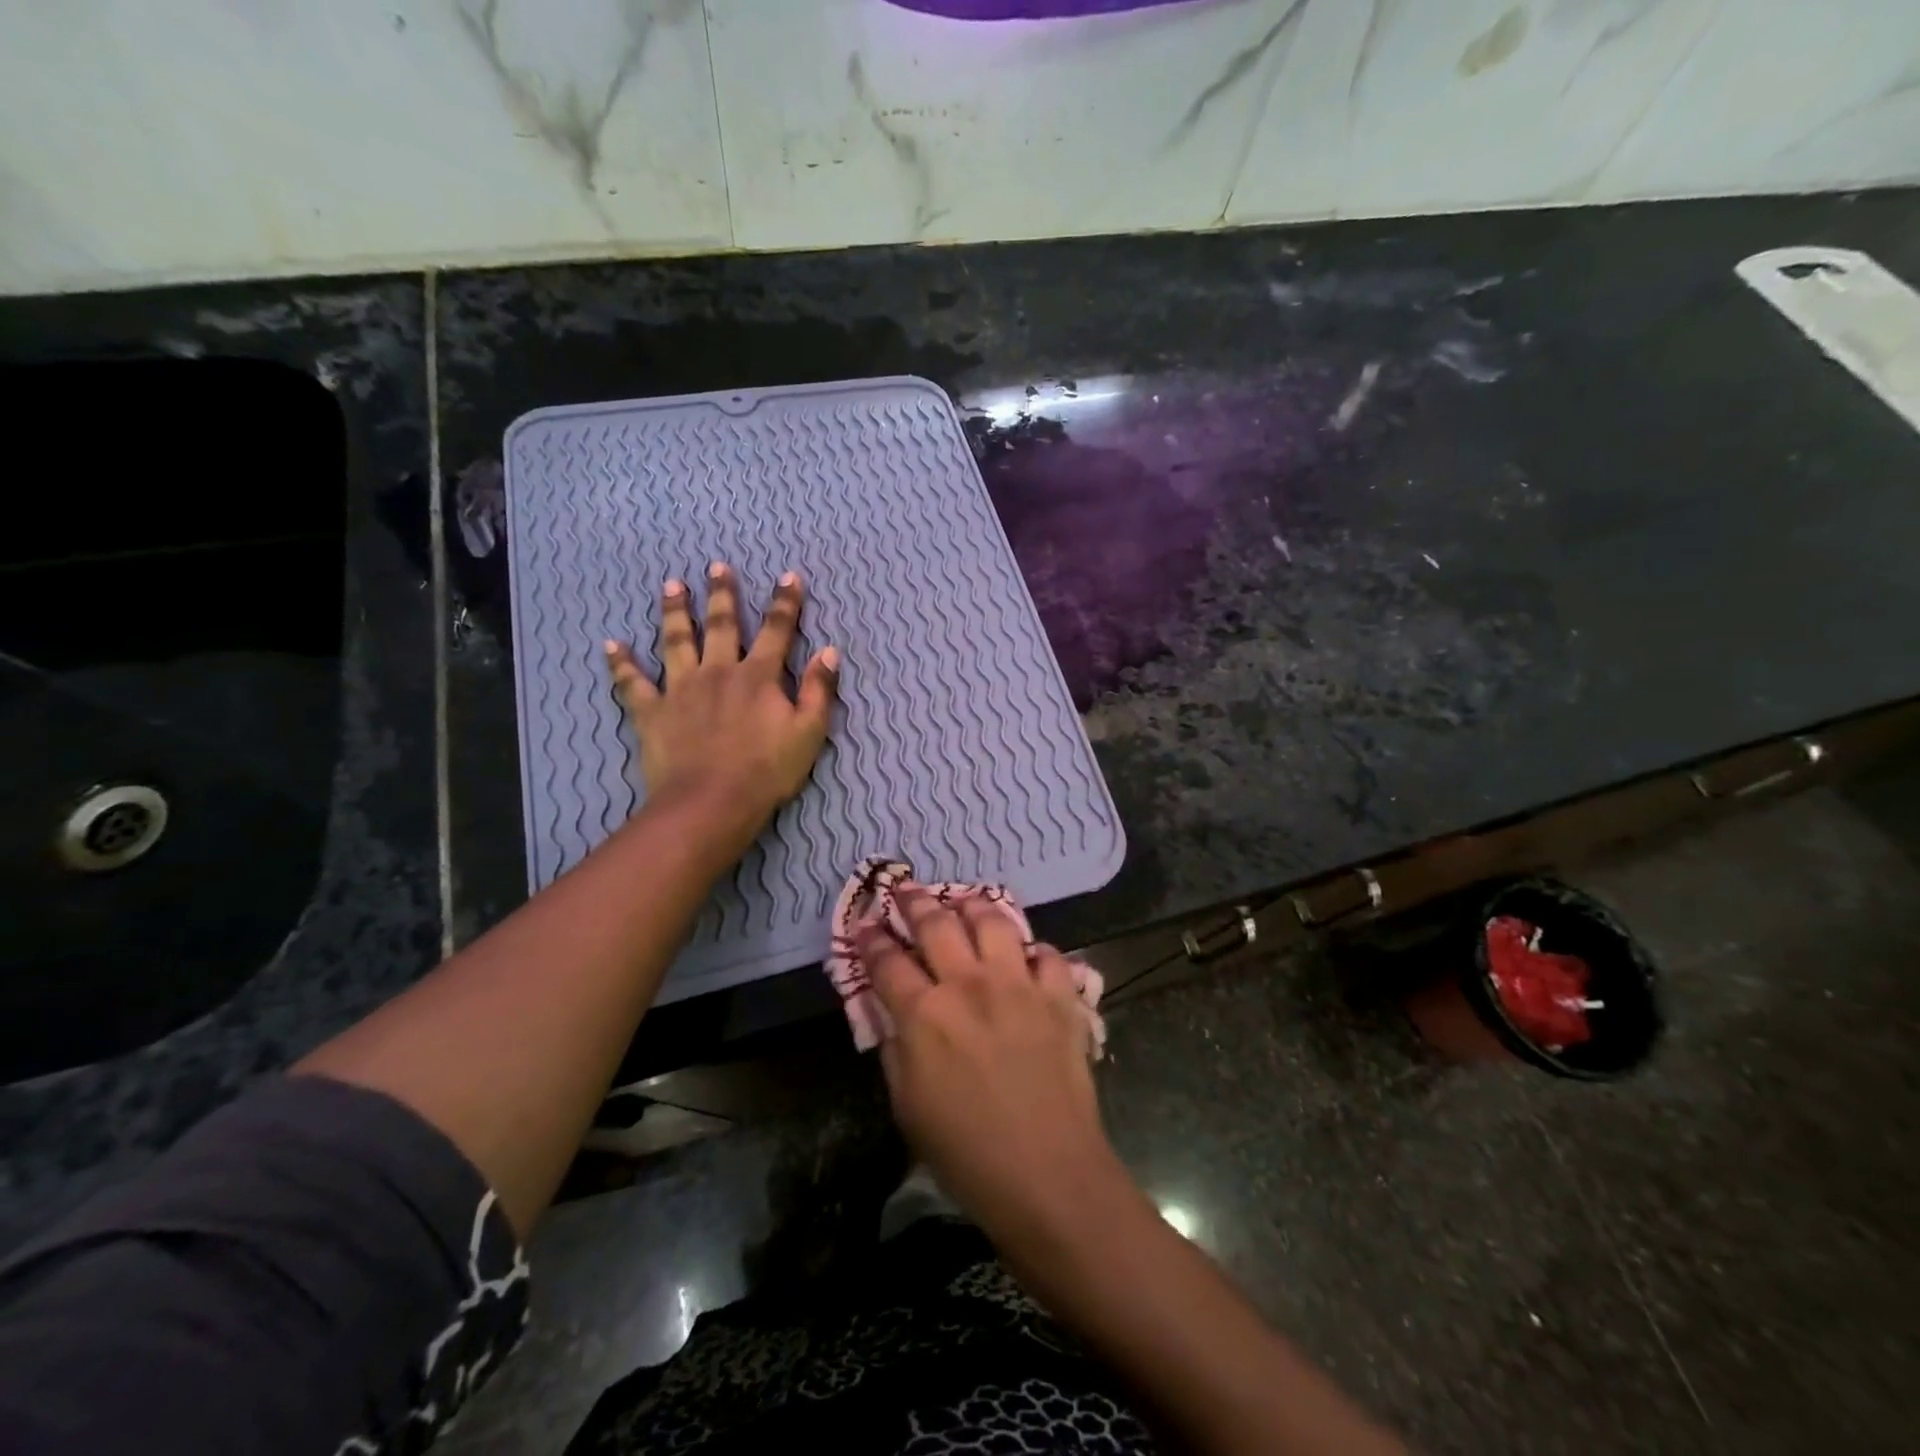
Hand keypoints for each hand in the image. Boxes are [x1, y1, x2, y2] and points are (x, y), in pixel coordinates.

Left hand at [605, 563, 837, 854]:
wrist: (712, 803)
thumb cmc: (767, 771)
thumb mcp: (809, 733)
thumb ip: (818, 690)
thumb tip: (829, 651)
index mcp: (758, 676)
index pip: (776, 630)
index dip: (785, 603)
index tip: (788, 576)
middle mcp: (718, 672)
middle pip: (721, 625)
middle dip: (722, 594)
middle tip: (716, 566)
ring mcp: (681, 689)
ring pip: (676, 641)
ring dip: (674, 612)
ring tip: (671, 586)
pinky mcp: (652, 712)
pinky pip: (632, 683)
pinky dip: (621, 664)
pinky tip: (611, 645)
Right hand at [864, 891, 1125, 1242]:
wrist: (1047, 1175)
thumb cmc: (967, 1154)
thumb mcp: (908, 1107)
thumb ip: (896, 1050)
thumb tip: (892, 1013)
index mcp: (924, 1015)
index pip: (887, 962)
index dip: (871, 939)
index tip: (865, 925)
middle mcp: (969, 985)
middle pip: (936, 924)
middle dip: (914, 901)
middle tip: (905, 889)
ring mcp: (1018, 985)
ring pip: (992, 921)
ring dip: (972, 905)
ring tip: (963, 901)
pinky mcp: (1059, 996)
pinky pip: (1046, 954)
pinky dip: (1033, 950)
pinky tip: (1026, 955)